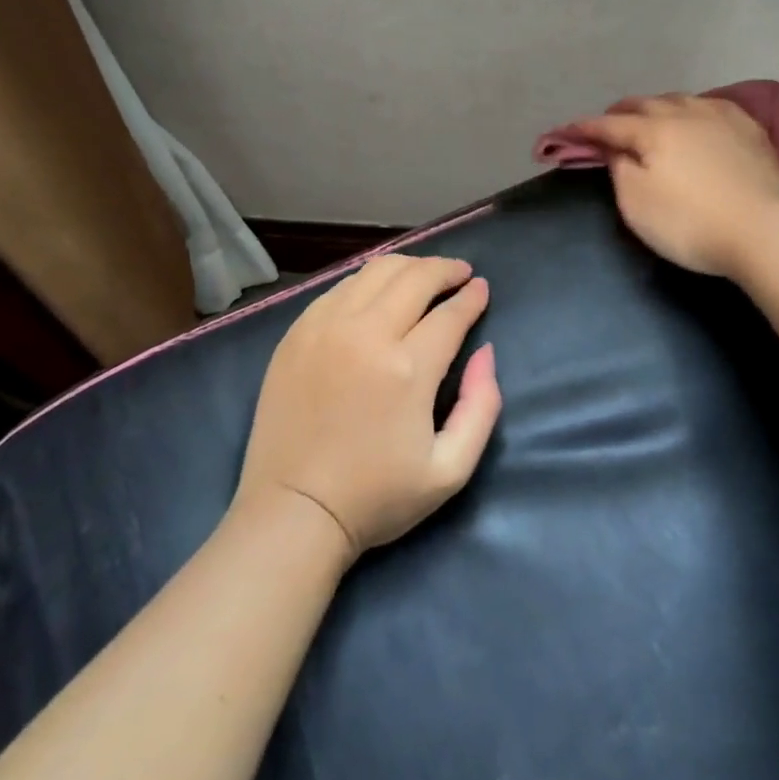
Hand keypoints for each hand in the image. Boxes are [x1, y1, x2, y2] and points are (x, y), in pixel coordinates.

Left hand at [236, 255, 501, 564]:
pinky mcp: (296, 334)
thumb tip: (485, 352)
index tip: (482, 288)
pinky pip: (339, 288)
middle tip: (460, 273)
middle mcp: (366, 334)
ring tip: (424, 276)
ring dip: (408, 267)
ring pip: (375, 272)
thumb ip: (481, 406)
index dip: (472, 297)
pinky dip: (368, 281)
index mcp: (408, 369)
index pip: (450, 313)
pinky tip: (378, 293)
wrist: (293, 513)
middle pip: (414, 277)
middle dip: (445, 269)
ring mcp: (325, 328)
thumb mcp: (451, 469)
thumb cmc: (376, 497)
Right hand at [565, 94, 778, 278]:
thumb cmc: (690, 222)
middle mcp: (686, 113)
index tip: (568, 132)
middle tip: (609, 124)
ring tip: (651, 117)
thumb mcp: (637, 203)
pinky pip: (714, 107)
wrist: (765, 232)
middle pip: (646, 103)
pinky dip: (694, 110)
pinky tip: (698, 118)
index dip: (586, 128)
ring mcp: (723, 118)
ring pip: (681, 100)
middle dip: (621, 111)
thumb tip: (615, 148)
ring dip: (658, 106)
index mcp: (654, 129)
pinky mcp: (752, 131)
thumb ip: (619, 169)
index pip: (610, 124)